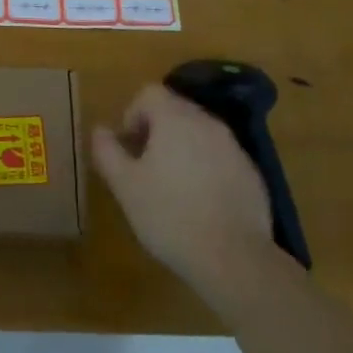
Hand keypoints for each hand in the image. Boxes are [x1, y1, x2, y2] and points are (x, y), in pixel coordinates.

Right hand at [92, 84, 275, 299]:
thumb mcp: (125, 186)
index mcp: (175, 119)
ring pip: (199, 133)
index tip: (129, 146)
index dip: (132, 114)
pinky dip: (206, 167)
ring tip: (171, 186)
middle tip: (145, 166)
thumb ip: (108, 151)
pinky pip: (220, 156)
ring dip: (181, 148)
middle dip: (156, 130)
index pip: (150, 93)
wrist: (234, 259)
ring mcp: (234, 148)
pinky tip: (200, 203)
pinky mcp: (251, 173)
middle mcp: (208, 123)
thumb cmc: (170, 216)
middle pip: (176, 110)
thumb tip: (100, 130)